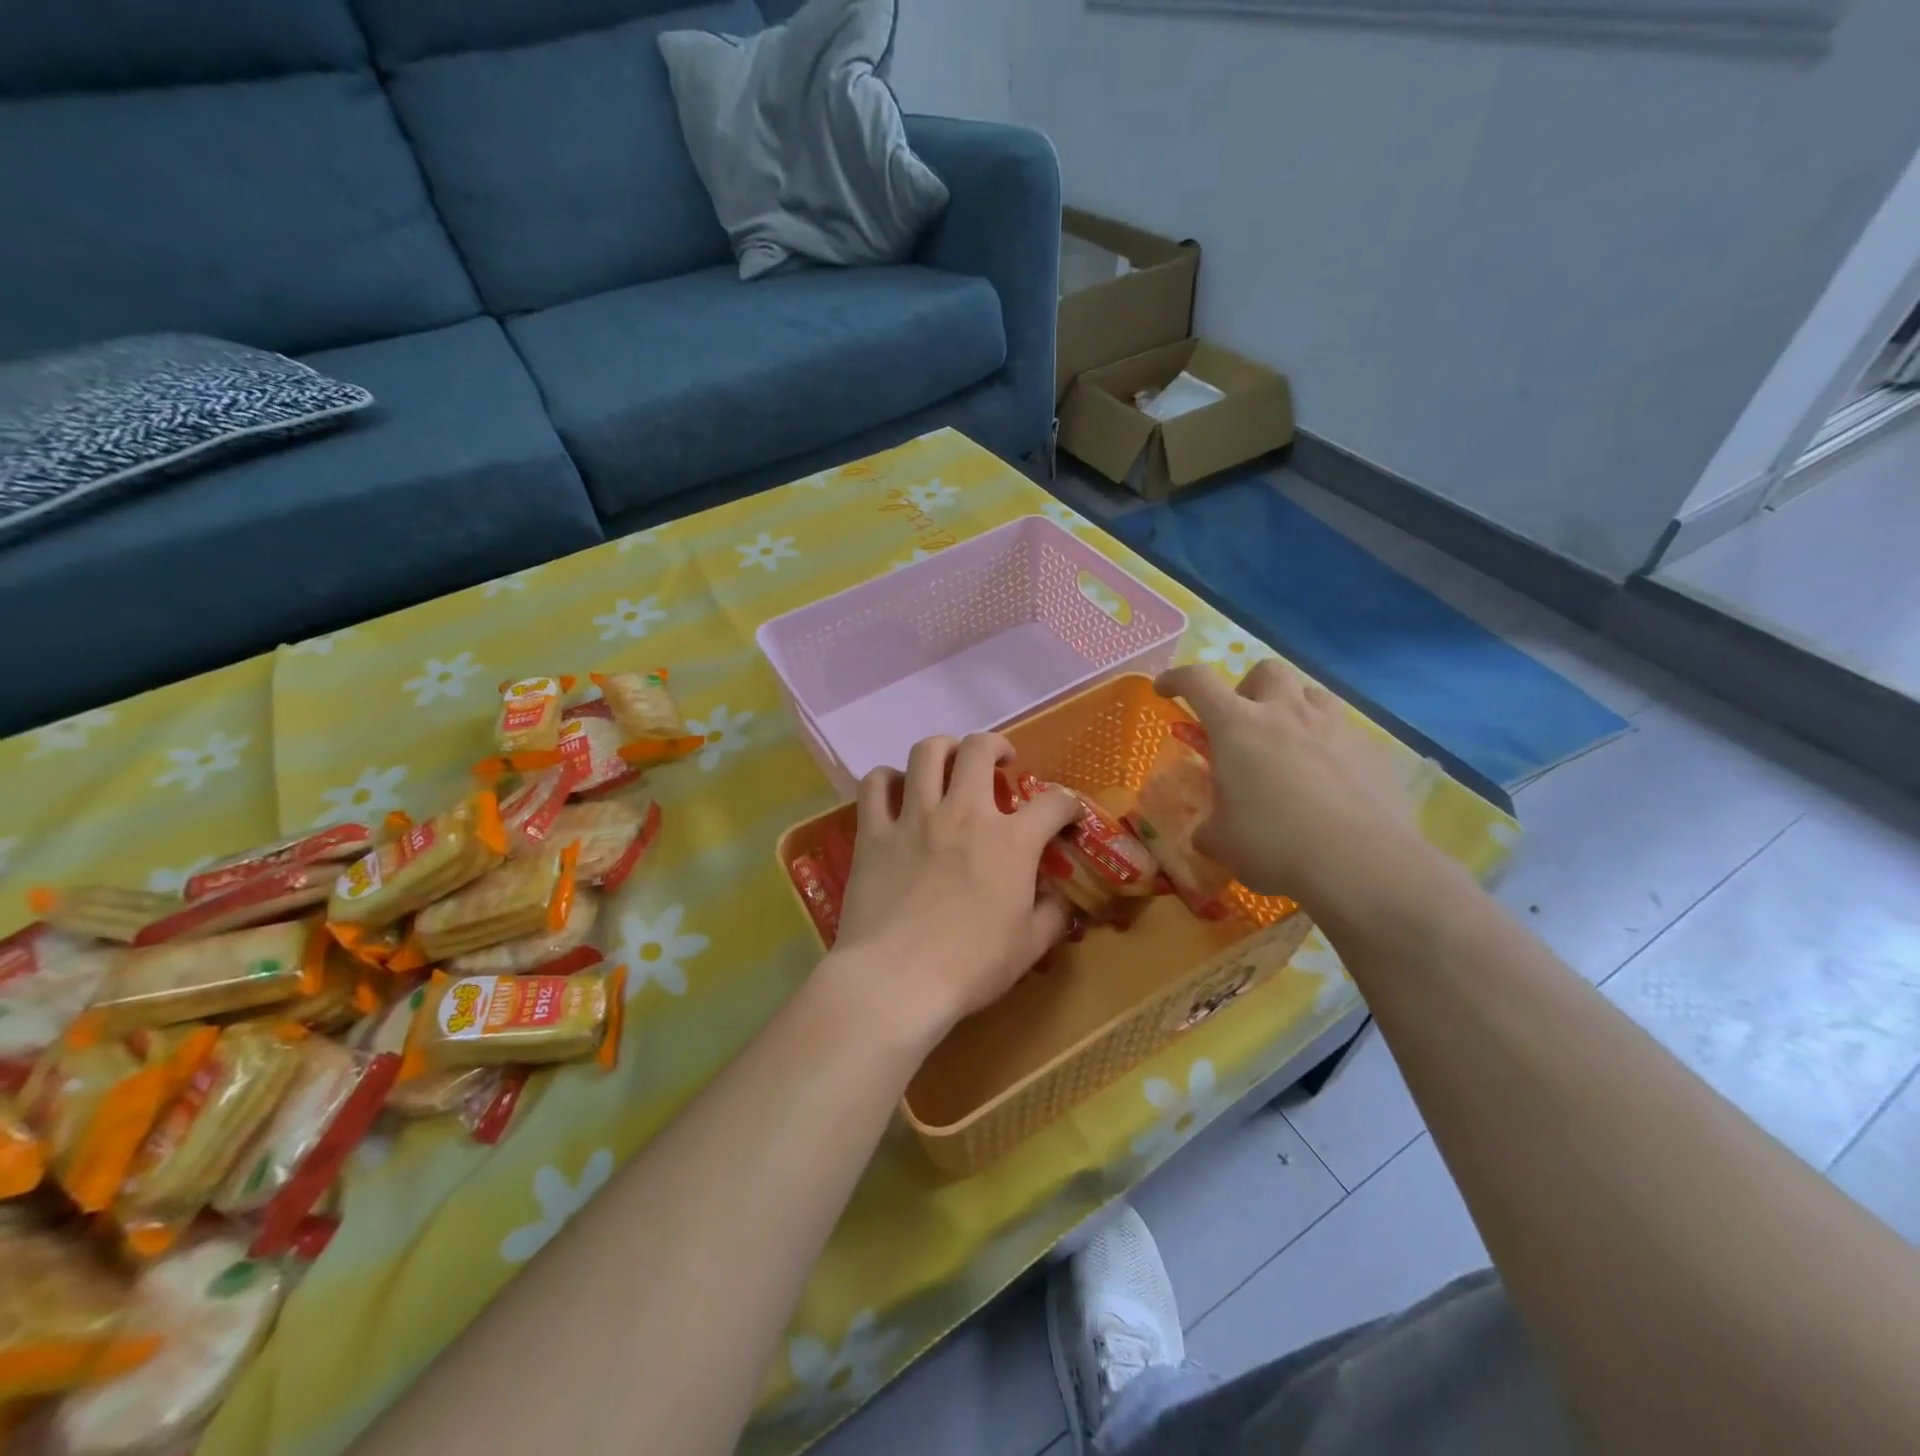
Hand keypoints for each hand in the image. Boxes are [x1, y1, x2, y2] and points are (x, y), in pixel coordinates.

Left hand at [828, 733, 1082, 1044]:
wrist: (897, 981)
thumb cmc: (970, 967)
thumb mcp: (1030, 946)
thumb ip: (1053, 914)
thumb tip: (1062, 897)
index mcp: (1010, 841)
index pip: (1055, 801)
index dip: (1068, 804)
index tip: (1066, 816)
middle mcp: (963, 813)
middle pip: (979, 749)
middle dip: (996, 746)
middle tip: (1000, 763)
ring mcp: (914, 817)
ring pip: (926, 752)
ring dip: (944, 749)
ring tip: (949, 763)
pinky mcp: (873, 831)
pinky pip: (875, 784)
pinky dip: (887, 779)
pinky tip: (896, 790)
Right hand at [1155, 661, 1434, 915]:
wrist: (1361, 864)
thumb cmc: (1273, 845)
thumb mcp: (1222, 842)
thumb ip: (1210, 828)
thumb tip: (1208, 832)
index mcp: (1237, 726)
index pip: (1197, 681)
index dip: (1176, 679)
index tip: (1165, 690)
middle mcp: (1285, 713)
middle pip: (1266, 670)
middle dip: (1249, 688)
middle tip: (1244, 722)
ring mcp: (1335, 727)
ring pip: (1312, 693)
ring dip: (1294, 709)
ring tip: (1290, 744)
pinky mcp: (1372, 750)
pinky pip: (1346, 732)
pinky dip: (1330, 745)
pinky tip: (1331, 780)